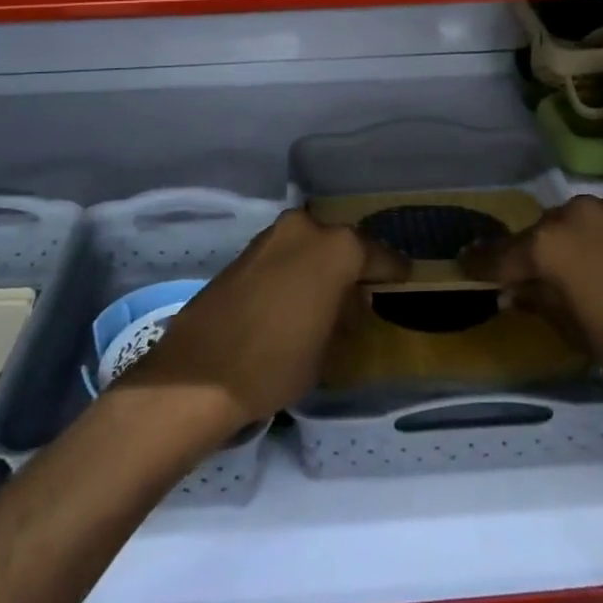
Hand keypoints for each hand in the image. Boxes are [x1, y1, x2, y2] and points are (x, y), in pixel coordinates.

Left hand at [114, 210, 407, 436]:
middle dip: (353, 262)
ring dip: (320, 262)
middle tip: (362, 287)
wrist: (198, 373)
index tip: (404, 278)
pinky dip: (294, 267)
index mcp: (336, 248)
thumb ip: (345, 316)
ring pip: (309, 244)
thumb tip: (350, 303)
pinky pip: (284, 253)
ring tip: (329, 293)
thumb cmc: (277, 363)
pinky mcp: (244, 252)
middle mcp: (305, 230)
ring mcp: (271, 236)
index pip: (377, 255)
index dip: (392, 270)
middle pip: (341, 242)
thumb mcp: (328, 349)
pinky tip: (295, 294)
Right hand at [461, 196, 602, 411]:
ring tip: (568, 275)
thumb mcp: (579, 333)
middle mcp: (576, 214)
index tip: (464, 265)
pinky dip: (594, 243)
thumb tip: (515, 292)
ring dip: (564, 247)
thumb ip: (541, 304)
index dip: (481, 264)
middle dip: (527, 256)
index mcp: (551, 243)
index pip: (502, 254)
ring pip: (572, 226)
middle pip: (539, 234)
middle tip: (521, 280)